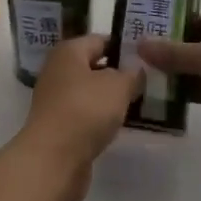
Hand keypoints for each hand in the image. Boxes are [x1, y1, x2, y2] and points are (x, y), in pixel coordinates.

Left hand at [17, 34, 140, 200]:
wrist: (53, 159)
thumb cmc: (85, 110)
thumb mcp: (118, 86)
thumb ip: (131, 74)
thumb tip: (135, 69)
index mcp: (68, 51)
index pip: (100, 40)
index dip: (124, 47)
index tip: (147, 58)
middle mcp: (58, 70)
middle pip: (93, 66)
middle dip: (118, 74)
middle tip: (146, 82)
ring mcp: (55, 100)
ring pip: (89, 92)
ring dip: (109, 99)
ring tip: (137, 105)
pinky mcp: (57, 126)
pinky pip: (84, 115)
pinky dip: (99, 119)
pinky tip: (117, 126)